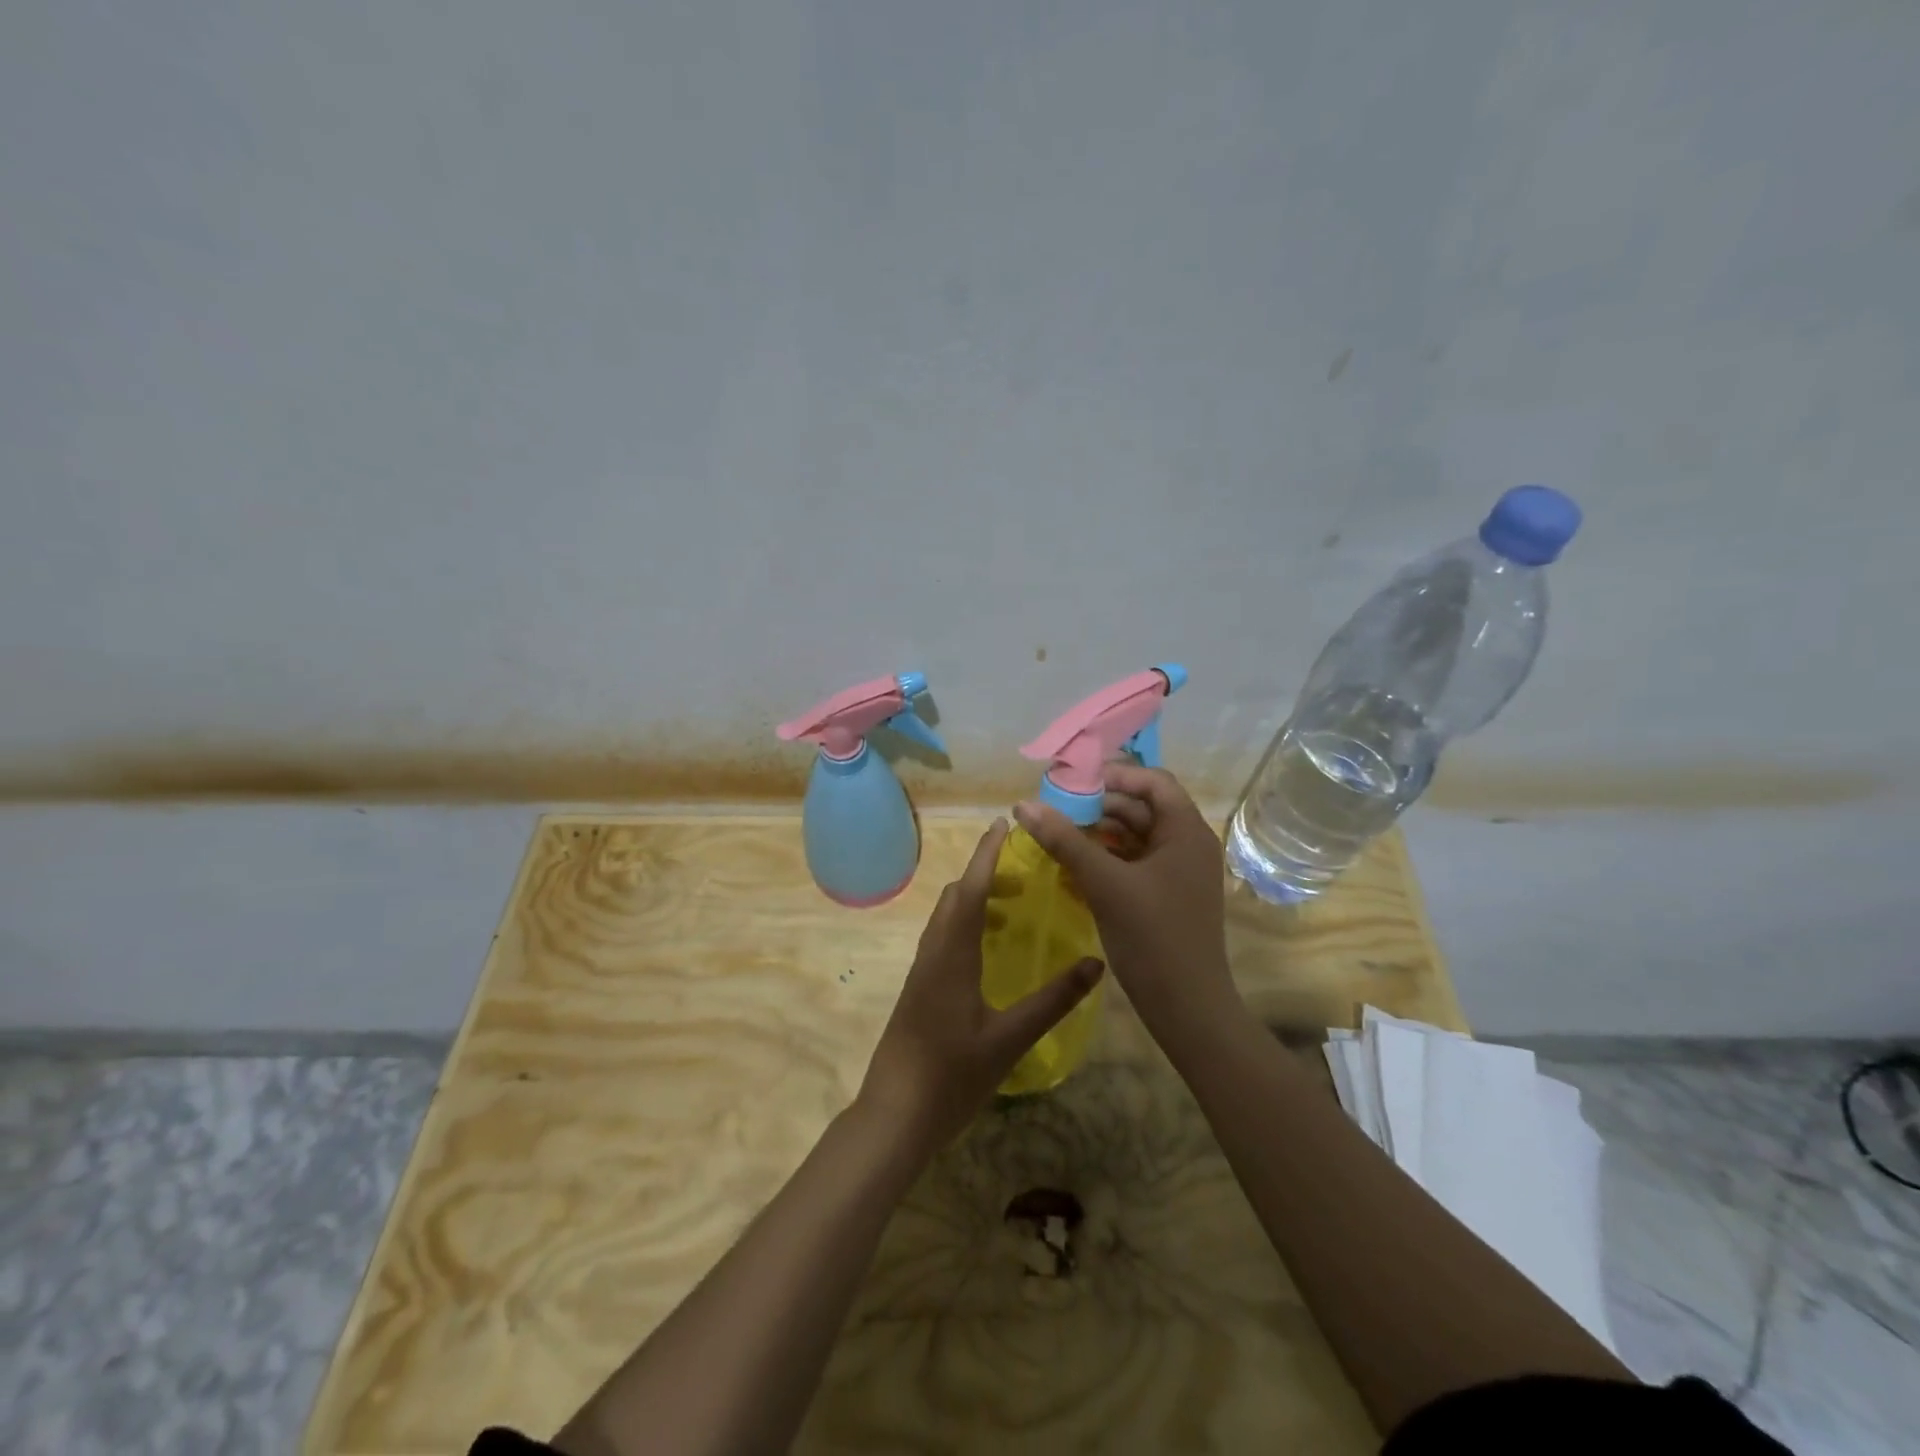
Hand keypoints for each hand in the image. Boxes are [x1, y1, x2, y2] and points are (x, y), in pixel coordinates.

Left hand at [857, 818, 1103, 1148]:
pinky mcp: (919, 988)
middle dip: (986, 875)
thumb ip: (1053, 1000)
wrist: (895, 1114)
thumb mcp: (1010, 1039)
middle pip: (956, 896)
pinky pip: (943, 938)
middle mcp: (933, 951)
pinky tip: (989, 952)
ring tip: (1013, 910)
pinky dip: (966, 925)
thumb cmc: (952, 1074)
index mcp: (952, 953)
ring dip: (975, 901)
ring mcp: (921, 970)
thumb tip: (1095, 964)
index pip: (971, 888)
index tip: (1003, 824)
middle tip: (1025, 876)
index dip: (987, 853)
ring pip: (947, 917)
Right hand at [1013, 764, 1237, 1037]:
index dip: (1114, 775)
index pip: (1153, 781)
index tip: (1073, 783)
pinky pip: (1134, 863)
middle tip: (1055, 809)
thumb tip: (1023, 804)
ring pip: (1135, 837)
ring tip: (1058, 835)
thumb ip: (1064, 840)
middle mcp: (1188, 845)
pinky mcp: (1167, 896)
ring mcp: (1179, 873)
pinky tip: (1074, 866)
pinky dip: (1107, 859)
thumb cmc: (1152, 937)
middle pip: (1142, 808)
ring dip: (1099, 833)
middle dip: (1099, 805)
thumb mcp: (1104, 883)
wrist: (1187, 1009)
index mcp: (1186, 832)